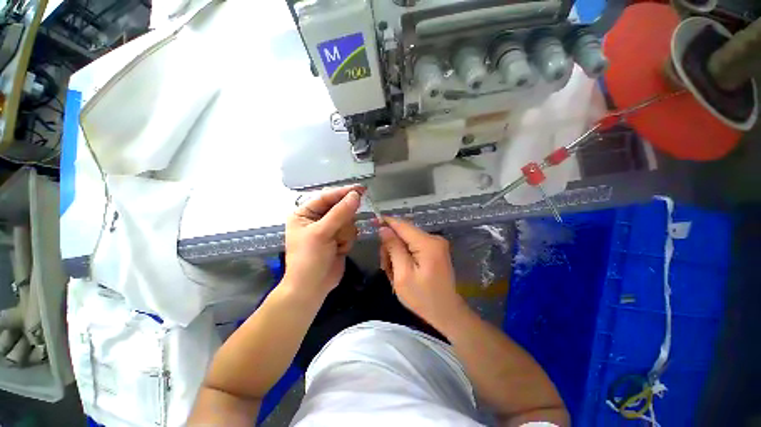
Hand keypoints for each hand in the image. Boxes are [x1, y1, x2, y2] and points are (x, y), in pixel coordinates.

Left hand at [284, 185, 362, 297]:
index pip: (326, 197)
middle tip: (341, 230)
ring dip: (345, 233)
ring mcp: (329, 229)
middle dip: (343, 221)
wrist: (312, 288)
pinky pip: (351, 231)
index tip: (360, 189)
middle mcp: (317, 219)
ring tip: (336, 244)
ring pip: (348, 221)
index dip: (343, 193)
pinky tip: (339, 250)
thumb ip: (339, 213)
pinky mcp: (339, 239)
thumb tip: (355, 195)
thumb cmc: (309, 258)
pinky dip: (347, 240)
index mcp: (305, 213)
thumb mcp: (321, 233)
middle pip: (340, 208)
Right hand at [378, 217, 466, 330]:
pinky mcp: (435, 250)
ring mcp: (436, 244)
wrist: (446, 313)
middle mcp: (434, 238)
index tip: (372, 222)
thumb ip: (393, 248)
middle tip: (386, 266)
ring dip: (396, 252)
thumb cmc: (423, 298)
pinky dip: (404, 255)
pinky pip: (413, 246)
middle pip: (404, 232)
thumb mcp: (402, 275)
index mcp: (427, 243)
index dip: (386, 222)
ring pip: (407, 240)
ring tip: (393, 271)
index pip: (402, 225)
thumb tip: (384, 228)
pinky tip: (402, 269)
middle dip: (391, 246)